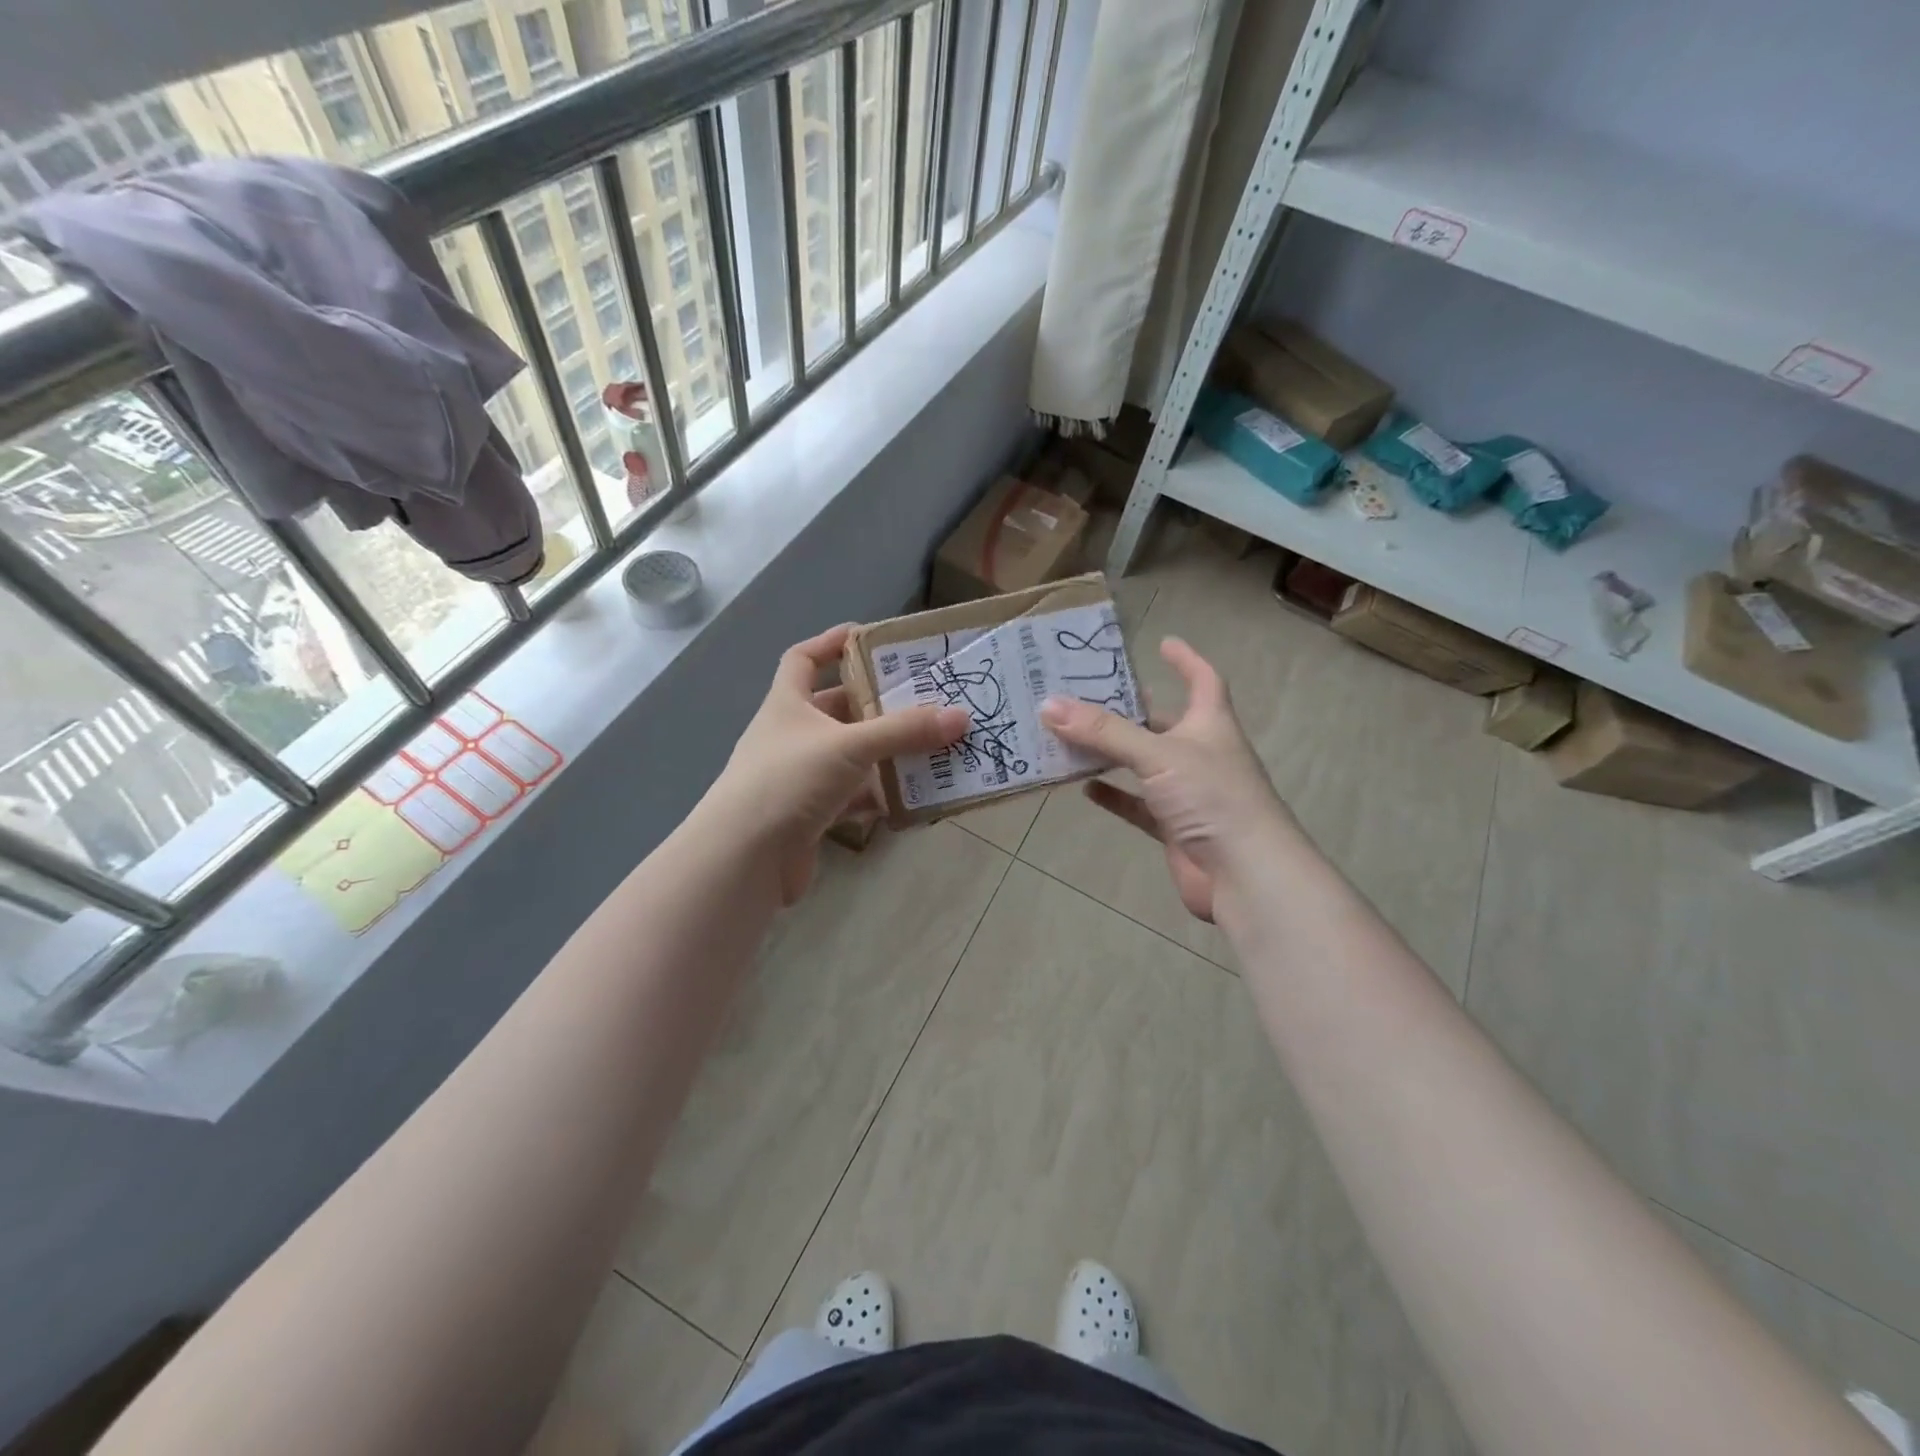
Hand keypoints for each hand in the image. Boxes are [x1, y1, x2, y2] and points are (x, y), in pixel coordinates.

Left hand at [706, 624, 968, 905]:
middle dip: (878, 704)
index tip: (871, 639)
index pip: (804, 658)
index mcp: (788, 704)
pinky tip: (913, 796)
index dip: (832, 643)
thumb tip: (960, 717)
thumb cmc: (789, 780)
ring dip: (886, 752)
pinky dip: (880, 795)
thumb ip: (904, 731)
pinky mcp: (811, 815)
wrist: (745, 858)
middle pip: (838, 709)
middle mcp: (792, 736)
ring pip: (851, 755)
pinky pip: (854, 796)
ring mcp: (801, 777)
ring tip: (932, 746)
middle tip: (924, 698)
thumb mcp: (849, 746)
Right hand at [1041, 638, 1291, 922]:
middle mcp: (1201, 754)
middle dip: (1131, 709)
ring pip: (1144, 765)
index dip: (1186, 660)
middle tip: (1089, 693)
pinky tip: (1085, 788)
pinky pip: (1137, 805)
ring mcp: (1188, 793)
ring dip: (1113, 753)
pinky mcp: (1174, 827)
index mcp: (1210, 725)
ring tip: (1073, 736)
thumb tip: (1048, 705)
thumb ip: (1104, 732)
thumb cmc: (1212, 797)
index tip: (1163, 642)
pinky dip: (1114, 795)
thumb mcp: (1157, 755)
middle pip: (1164, 723)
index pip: (1204, 680)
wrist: (1245, 874)